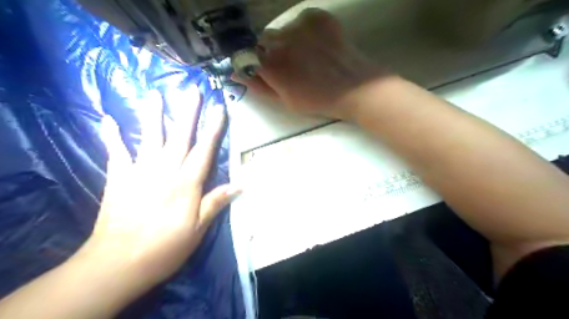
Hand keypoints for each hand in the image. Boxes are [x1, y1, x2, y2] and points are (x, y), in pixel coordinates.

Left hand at [76, 86, 239, 288]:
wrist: (118, 263)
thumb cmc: (165, 247)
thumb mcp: (198, 229)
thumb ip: (216, 202)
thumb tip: (240, 184)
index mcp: (186, 183)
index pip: (204, 150)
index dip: (213, 129)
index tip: (219, 109)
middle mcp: (165, 171)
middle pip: (179, 137)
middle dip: (187, 113)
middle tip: (191, 91)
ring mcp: (140, 172)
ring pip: (150, 138)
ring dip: (153, 115)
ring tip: (155, 94)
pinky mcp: (119, 179)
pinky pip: (116, 153)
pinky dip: (113, 137)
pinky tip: (109, 120)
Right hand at [238, 8, 388, 119]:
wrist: (353, 87)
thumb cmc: (317, 100)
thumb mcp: (284, 101)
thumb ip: (258, 86)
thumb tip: (236, 73)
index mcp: (270, 65)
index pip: (246, 54)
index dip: (253, 61)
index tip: (262, 68)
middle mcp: (280, 40)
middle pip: (263, 40)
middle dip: (270, 52)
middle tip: (289, 65)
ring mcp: (299, 25)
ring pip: (282, 30)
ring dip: (287, 41)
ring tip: (306, 56)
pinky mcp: (316, 16)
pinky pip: (300, 21)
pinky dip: (304, 31)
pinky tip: (317, 45)